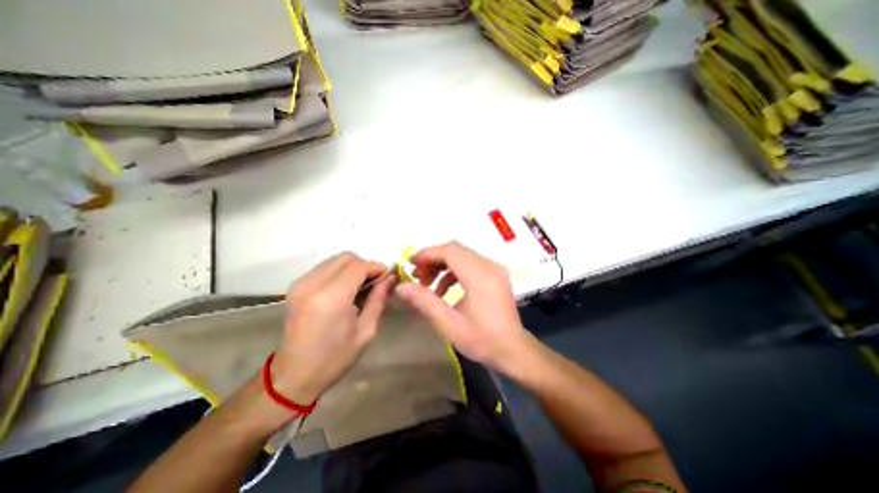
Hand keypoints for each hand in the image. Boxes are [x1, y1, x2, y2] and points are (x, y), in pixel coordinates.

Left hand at [271, 252, 394, 405]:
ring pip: (335, 260)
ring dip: (353, 268)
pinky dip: (340, 272)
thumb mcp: (366, 331)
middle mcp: (313, 284)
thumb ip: (379, 299)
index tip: (389, 278)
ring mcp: (301, 283)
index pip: (359, 266)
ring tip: (362, 287)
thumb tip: (391, 278)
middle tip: (376, 283)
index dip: (377, 268)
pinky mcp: (296, 286)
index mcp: (332, 298)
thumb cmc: (335, 357)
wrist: (294, 374)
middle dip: (365, 266)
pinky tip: (346, 289)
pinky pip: (325, 267)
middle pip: (346, 257)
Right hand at [394, 242, 536, 375]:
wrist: (513, 351)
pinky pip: (470, 264)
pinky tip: (444, 290)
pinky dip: (453, 272)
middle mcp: (489, 266)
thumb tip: (401, 286)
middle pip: (455, 250)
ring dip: (442, 265)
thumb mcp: (449, 324)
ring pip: (462, 255)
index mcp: (480, 276)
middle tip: (417, 277)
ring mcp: (494, 268)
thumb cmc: (482, 340)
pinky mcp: (495, 274)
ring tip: (428, 284)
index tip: (410, 264)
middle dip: (433, 259)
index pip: (450, 251)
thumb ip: (424, 302)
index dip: (428, 253)